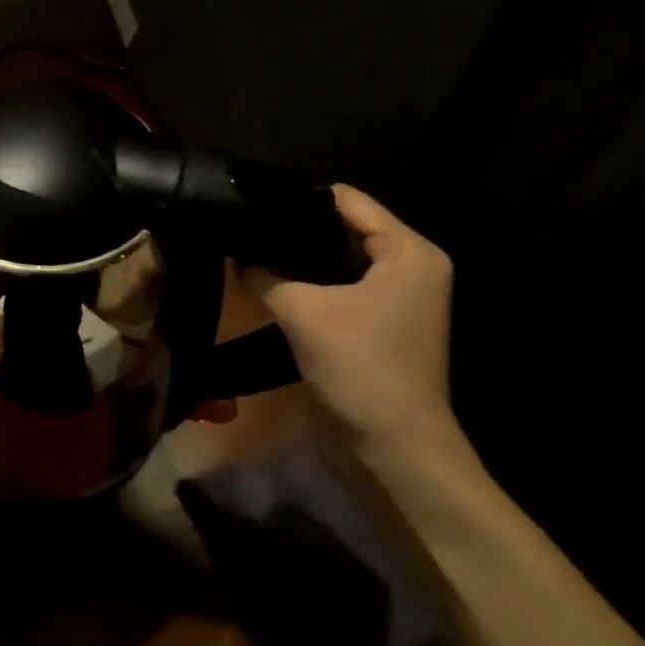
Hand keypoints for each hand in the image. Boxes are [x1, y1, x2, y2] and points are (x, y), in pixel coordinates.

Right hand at [242, 184, 473, 475]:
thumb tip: (235, 255)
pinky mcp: (376, 322)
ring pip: (335, 258)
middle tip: (245, 225)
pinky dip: (306, 282)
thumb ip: (265, 275)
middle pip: (342, 226)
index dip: (300, 198)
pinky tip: (267, 281)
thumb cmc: (361, 368)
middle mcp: (408, 266)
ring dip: (298, 258)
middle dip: (295, 227)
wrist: (392, 447)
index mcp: (408, 252)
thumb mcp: (304, 313)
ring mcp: (394, 296)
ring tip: (249, 248)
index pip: (348, 200)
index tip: (252, 200)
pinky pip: (335, 286)